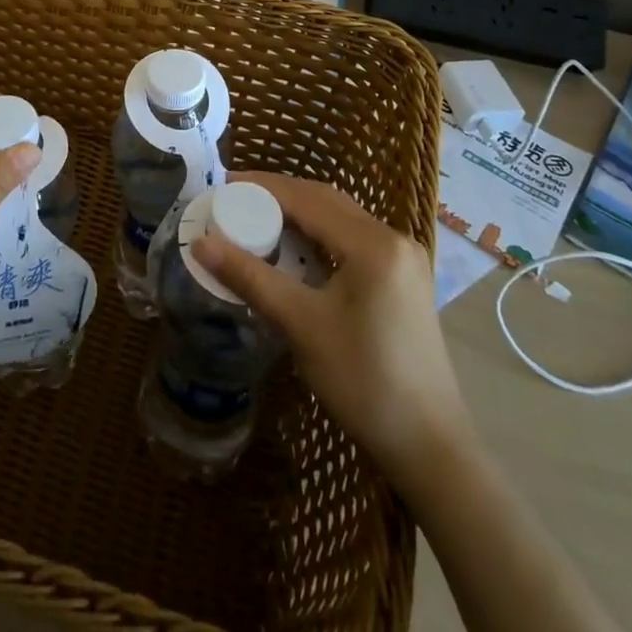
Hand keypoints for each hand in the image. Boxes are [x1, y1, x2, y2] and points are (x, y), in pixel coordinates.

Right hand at [193, 171, 471, 473]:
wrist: (430, 447)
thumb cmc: (364, 382)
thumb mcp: (302, 326)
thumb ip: (251, 278)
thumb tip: (201, 243)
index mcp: (373, 244)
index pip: (308, 198)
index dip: (263, 187)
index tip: (224, 184)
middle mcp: (393, 239)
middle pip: (326, 201)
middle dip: (280, 195)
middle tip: (235, 198)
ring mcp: (403, 259)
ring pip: (341, 219)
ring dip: (300, 214)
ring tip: (257, 218)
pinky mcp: (403, 279)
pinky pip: (353, 240)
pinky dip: (320, 235)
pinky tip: (295, 249)